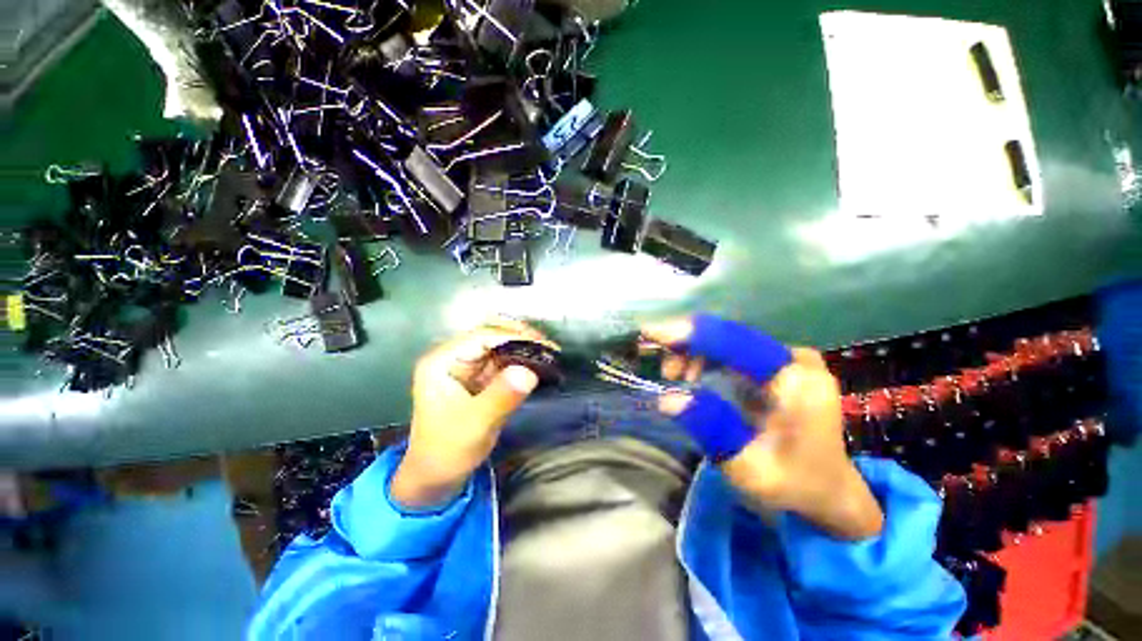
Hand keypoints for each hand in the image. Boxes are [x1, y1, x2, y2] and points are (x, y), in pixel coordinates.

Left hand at [391, 320, 554, 508]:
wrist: (436, 477)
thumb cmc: (447, 451)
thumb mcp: (475, 425)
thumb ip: (501, 397)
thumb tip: (529, 372)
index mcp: (442, 361)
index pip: (483, 336)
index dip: (515, 336)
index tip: (544, 344)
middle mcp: (453, 357)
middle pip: (492, 336)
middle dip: (522, 338)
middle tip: (550, 348)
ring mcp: (467, 366)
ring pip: (500, 346)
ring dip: (524, 348)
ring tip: (549, 354)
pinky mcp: (479, 378)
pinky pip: (504, 362)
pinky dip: (522, 361)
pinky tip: (538, 364)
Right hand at [642, 315, 882, 539]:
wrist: (827, 488)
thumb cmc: (792, 484)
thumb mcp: (748, 469)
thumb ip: (709, 429)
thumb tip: (667, 399)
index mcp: (796, 381)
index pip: (738, 342)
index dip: (694, 334)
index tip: (653, 333)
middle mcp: (794, 359)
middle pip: (729, 335)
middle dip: (687, 344)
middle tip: (662, 369)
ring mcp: (785, 359)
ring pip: (727, 340)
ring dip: (692, 351)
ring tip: (673, 375)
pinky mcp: (774, 365)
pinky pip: (730, 350)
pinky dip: (703, 357)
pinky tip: (690, 374)